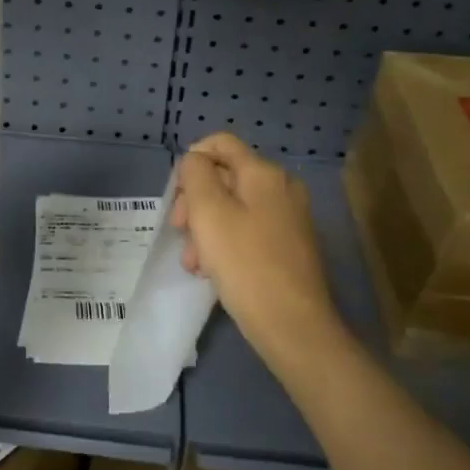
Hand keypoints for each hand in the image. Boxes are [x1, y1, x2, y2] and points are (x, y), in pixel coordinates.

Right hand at [173, 133, 340, 367]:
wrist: (293, 326)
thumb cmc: (245, 263)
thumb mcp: (208, 212)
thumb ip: (195, 175)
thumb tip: (194, 161)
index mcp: (264, 173)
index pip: (220, 143)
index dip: (191, 160)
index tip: (176, 194)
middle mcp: (281, 188)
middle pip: (224, 177)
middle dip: (195, 201)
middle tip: (178, 231)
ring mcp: (287, 218)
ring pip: (232, 208)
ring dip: (205, 228)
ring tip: (192, 262)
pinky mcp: (288, 247)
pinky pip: (247, 231)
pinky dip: (224, 243)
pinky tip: (210, 271)